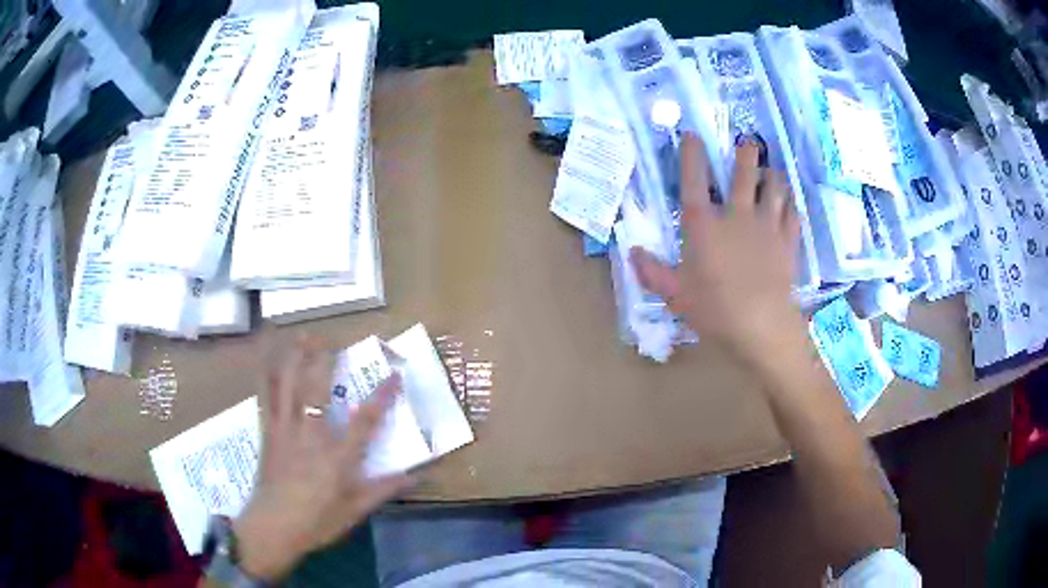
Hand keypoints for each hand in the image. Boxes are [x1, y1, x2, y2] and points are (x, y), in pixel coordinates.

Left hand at [233, 338, 412, 580]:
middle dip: (324, 360)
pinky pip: (265, 397)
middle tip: (331, 339)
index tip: (395, 375)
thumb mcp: (355, 510)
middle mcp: (311, 436)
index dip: (382, 396)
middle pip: (317, 390)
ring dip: (295, 358)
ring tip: (302, 336)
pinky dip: (266, 375)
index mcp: (337, 458)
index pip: (365, 421)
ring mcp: (285, 430)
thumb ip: (384, 489)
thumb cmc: (318, 521)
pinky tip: (267, 359)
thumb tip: (417, 476)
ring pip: (289, 386)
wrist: (273, 527)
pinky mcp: (267, 432)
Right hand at [630, 133, 803, 366]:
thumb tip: (632, 253)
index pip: (693, 181)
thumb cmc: (715, 310)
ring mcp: (767, 226)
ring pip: (774, 187)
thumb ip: (653, 273)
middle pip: (744, 173)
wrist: (763, 326)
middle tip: (748, 142)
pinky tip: (789, 202)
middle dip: (746, 153)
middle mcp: (737, 216)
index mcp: (704, 226)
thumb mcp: (676, 295)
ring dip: (772, 174)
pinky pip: (792, 212)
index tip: (691, 135)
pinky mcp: (787, 241)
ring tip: (771, 170)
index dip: (691, 155)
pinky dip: (790, 202)